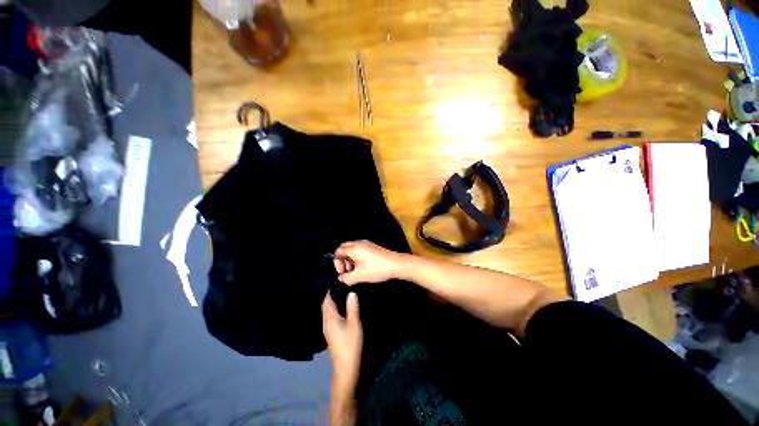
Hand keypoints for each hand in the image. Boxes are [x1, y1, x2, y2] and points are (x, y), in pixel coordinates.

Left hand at [322, 292, 362, 395]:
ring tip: (342, 292)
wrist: (346, 367)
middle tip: (341, 284)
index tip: (336, 280)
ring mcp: (328, 328)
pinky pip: (331, 315)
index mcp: (330, 318)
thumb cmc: (350, 344)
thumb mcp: (354, 323)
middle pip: (326, 304)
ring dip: (333, 301)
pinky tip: (343, 307)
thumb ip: (352, 307)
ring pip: (328, 310)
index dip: (329, 290)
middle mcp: (326, 321)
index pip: (326, 300)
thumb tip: (351, 292)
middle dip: (331, 294)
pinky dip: (335, 308)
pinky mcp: (331, 332)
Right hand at [332, 240, 403, 284]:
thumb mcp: (360, 276)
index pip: (338, 251)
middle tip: (347, 271)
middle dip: (343, 260)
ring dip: (350, 259)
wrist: (396, 264)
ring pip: (352, 249)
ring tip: (355, 271)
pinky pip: (359, 249)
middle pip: (344, 248)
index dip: (337, 263)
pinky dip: (357, 257)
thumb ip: (347, 278)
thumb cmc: (377, 269)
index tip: (342, 272)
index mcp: (354, 248)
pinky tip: (362, 267)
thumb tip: (341, 278)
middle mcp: (359, 243)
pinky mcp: (372, 247)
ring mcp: (366, 244)